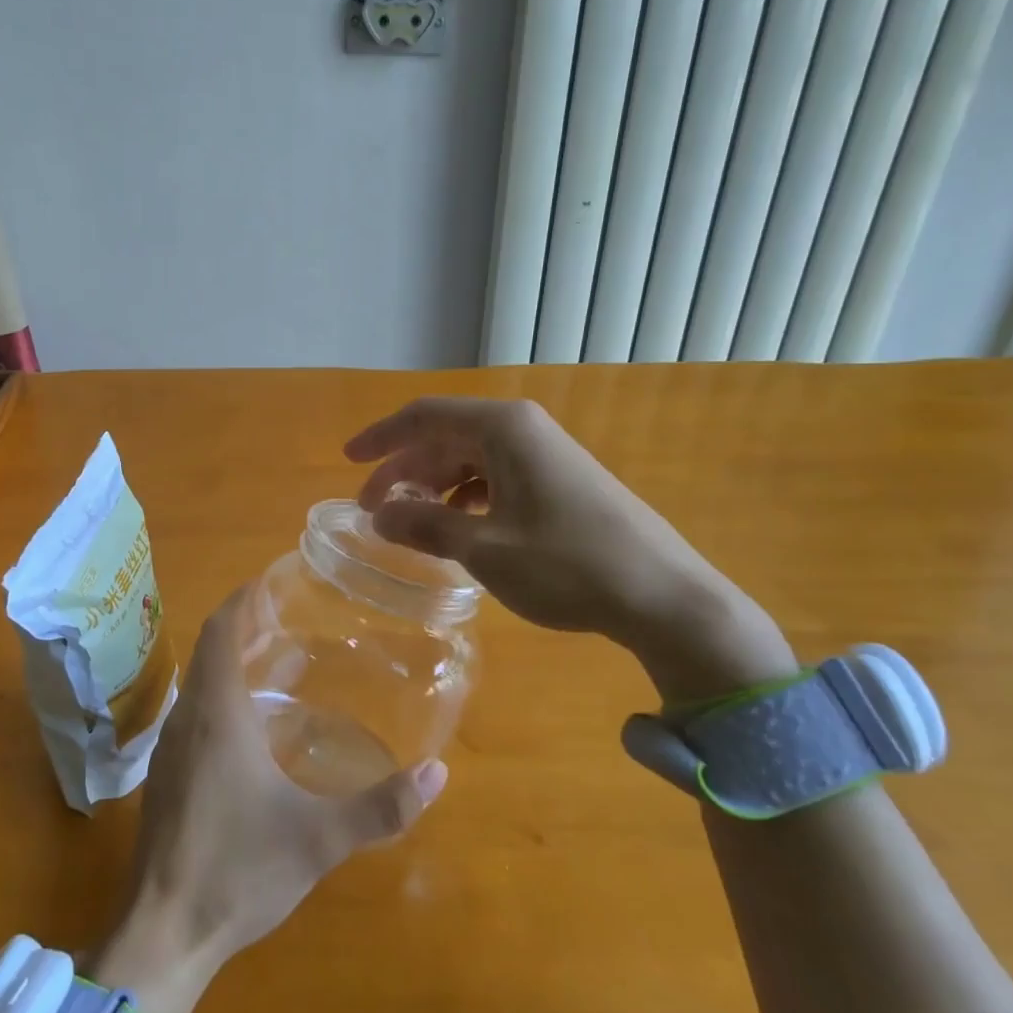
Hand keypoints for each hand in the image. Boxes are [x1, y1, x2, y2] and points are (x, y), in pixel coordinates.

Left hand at [96, 592, 447, 1012]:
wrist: (163, 935)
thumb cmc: (238, 872)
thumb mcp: (318, 839)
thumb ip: (380, 807)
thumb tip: (438, 773)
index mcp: (218, 714)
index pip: (221, 630)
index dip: (242, 600)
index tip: (270, 580)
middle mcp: (188, 719)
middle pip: (209, 650)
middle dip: (243, 626)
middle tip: (287, 617)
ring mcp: (170, 750)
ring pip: (199, 684)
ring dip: (230, 662)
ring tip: (276, 661)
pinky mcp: (165, 778)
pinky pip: (193, 713)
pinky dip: (220, 695)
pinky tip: (251, 726)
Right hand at [344, 397, 792, 701]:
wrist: (664, 596)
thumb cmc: (567, 564)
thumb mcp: (484, 548)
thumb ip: (425, 525)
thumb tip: (380, 514)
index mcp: (502, 429)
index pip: (424, 416)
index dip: (381, 437)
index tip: (347, 462)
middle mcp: (523, 430)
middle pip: (446, 437)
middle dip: (405, 470)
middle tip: (374, 510)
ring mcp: (546, 454)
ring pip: (471, 459)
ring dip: (434, 486)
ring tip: (409, 523)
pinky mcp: (561, 481)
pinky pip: (497, 477)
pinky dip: (466, 498)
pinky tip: (457, 528)